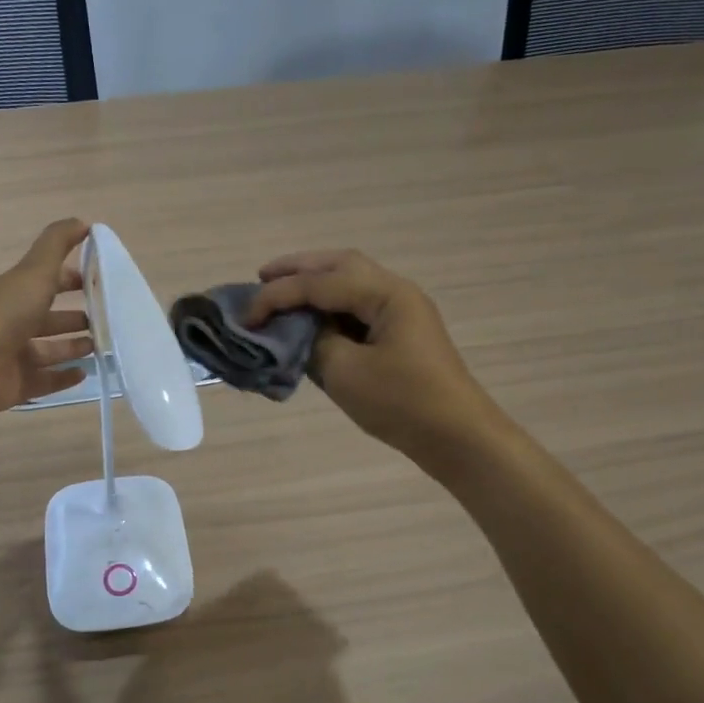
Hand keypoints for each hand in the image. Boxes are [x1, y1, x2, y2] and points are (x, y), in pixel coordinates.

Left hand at [0, 219, 95, 414]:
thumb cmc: (3, 314)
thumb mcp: (33, 271)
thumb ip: (57, 244)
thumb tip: (83, 221)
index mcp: (12, 292)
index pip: (44, 282)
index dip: (70, 281)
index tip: (99, 284)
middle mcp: (10, 322)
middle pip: (48, 319)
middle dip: (75, 318)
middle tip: (108, 322)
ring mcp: (12, 356)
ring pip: (49, 350)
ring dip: (73, 348)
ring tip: (102, 348)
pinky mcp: (15, 385)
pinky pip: (45, 381)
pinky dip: (64, 377)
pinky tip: (85, 374)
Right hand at [246, 250, 498, 458]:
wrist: (457, 437)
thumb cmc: (402, 403)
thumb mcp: (345, 373)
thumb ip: (314, 342)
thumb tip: (299, 331)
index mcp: (386, 294)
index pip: (320, 283)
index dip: (278, 296)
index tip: (246, 315)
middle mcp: (396, 292)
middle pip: (340, 265)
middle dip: (298, 269)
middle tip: (262, 278)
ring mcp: (402, 313)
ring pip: (351, 282)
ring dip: (315, 283)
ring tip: (281, 292)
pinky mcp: (402, 335)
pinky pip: (359, 306)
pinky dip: (330, 305)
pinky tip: (311, 319)